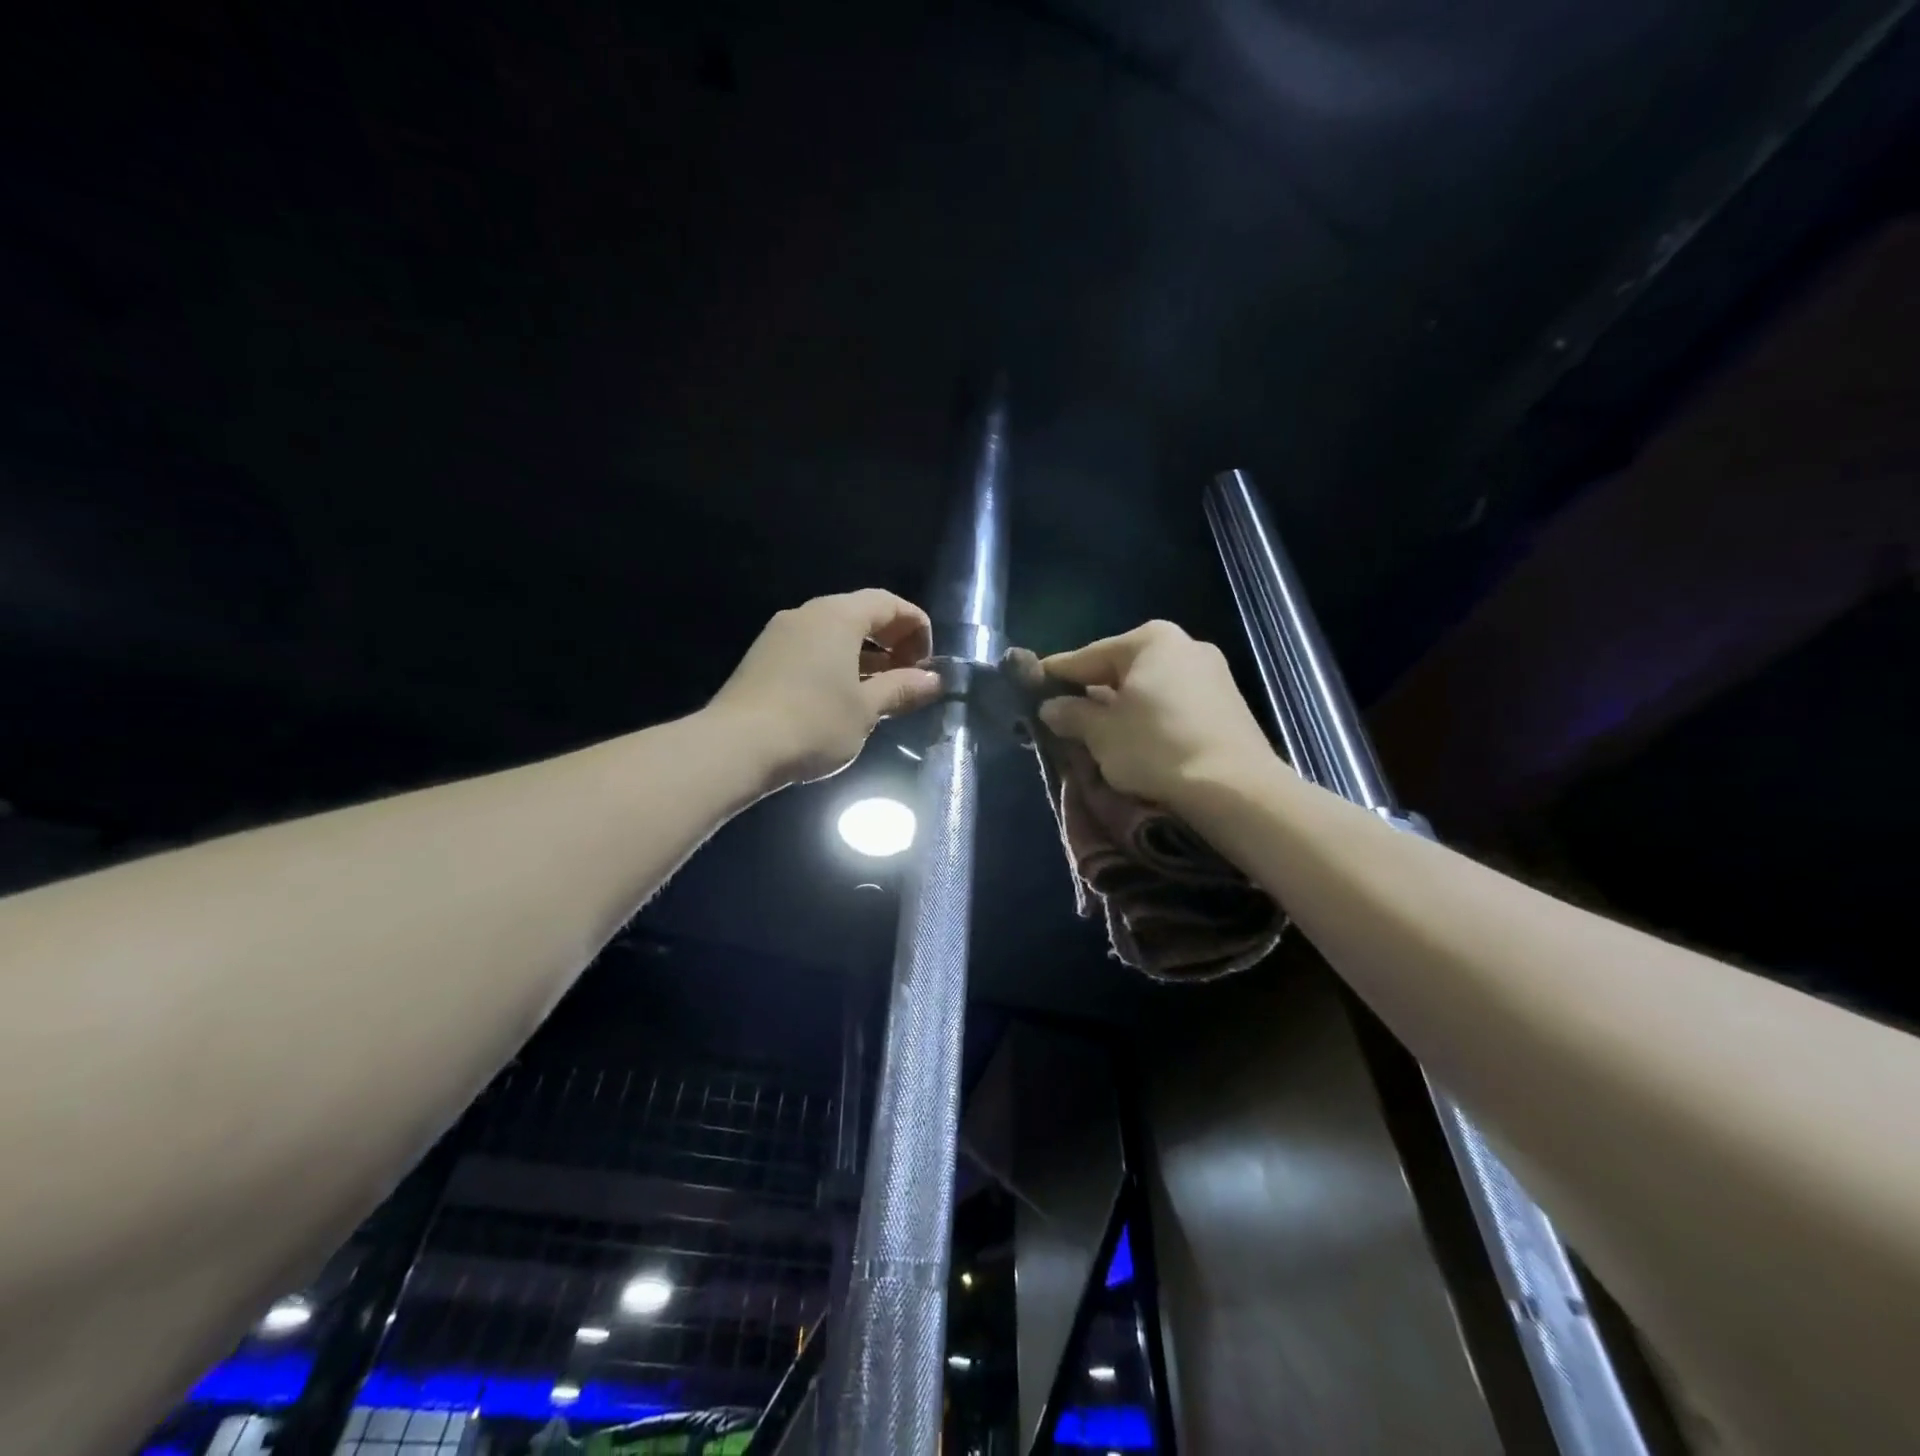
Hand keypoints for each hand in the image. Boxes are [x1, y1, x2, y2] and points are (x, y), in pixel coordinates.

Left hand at [710, 589, 942, 787]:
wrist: (735, 747)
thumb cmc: (813, 723)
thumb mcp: (866, 710)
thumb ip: (902, 689)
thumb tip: (932, 680)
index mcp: (838, 616)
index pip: (889, 603)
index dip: (916, 628)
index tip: (926, 666)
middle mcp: (807, 614)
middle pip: (861, 613)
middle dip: (892, 642)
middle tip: (907, 678)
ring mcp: (780, 634)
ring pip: (834, 633)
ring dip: (865, 656)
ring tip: (879, 693)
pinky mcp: (763, 657)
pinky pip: (812, 648)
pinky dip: (837, 663)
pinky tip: (841, 699)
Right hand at [1039, 620, 1275, 807]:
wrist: (1235, 788)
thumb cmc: (1157, 748)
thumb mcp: (1101, 734)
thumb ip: (1072, 714)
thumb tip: (1051, 706)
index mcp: (1149, 640)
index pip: (1086, 656)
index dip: (1055, 675)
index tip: (1031, 687)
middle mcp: (1183, 645)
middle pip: (1120, 670)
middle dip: (1092, 693)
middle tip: (1064, 718)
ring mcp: (1211, 673)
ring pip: (1149, 688)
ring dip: (1122, 708)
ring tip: (1099, 735)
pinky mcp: (1227, 704)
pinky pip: (1173, 705)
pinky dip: (1151, 719)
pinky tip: (1138, 742)